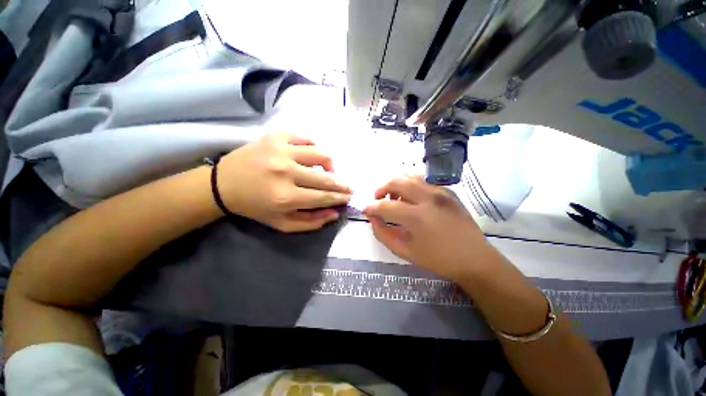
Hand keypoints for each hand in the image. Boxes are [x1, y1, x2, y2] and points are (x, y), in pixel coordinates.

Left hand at [217, 133, 351, 231]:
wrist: (223, 184)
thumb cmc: (254, 207)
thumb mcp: (281, 223)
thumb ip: (310, 222)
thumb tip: (334, 213)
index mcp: (285, 197)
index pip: (324, 196)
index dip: (340, 197)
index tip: (349, 196)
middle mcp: (285, 172)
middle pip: (326, 177)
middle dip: (342, 184)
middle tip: (348, 187)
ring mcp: (280, 151)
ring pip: (320, 154)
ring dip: (330, 164)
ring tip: (328, 170)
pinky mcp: (275, 137)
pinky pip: (305, 139)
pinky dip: (313, 148)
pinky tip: (311, 156)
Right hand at [364, 175, 491, 281]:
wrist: (474, 258)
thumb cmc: (438, 259)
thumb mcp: (405, 251)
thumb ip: (383, 233)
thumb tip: (372, 217)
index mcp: (417, 217)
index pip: (385, 206)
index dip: (371, 207)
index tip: (365, 209)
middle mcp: (428, 198)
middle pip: (395, 181)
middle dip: (380, 189)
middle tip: (377, 199)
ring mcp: (440, 191)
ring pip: (409, 175)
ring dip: (395, 184)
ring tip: (393, 197)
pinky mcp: (448, 190)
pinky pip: (422, 179)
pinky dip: (410, 184)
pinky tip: (410, 197)